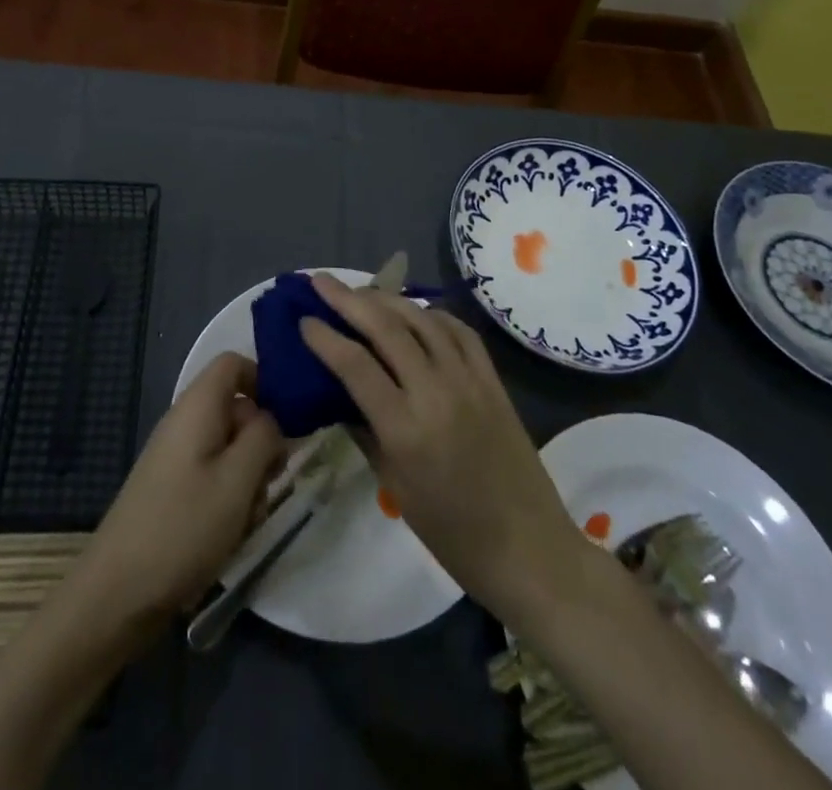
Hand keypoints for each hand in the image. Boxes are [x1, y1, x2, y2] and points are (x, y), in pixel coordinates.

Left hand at [73, 352, 282, 632]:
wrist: (116, 595)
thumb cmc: (183, 527)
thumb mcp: (238, 480)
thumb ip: (265, 437)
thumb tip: (273, 419)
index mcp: (197, 406)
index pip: (234, 363)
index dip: (265, 382)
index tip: (288, 420)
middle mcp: (185, 422)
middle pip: (237, 409)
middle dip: (262, 442)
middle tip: (271, 481)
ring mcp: (176, 457)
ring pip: (230, 448)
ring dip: (249, 478)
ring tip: (249, 517)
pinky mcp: (173, 489)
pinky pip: (213, 476)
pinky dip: (230, 498)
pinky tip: (231, 534)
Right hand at [300, 274, 581, 618]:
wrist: (529, 549)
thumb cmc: (452, 534)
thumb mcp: (395, 488)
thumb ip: (365, 432)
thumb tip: (339, 395)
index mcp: (404, 428)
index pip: (354, 364)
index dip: (324, 337)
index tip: (303, 319)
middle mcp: (435, 392)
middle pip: (385, 327)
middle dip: (347, 299)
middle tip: (320, 282)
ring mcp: (468, 380)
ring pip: (421, 318)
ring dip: (386, 298)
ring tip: (361, 291)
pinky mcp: (492, 379)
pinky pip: (458, 330)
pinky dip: (431, 314)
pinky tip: (415, 312)